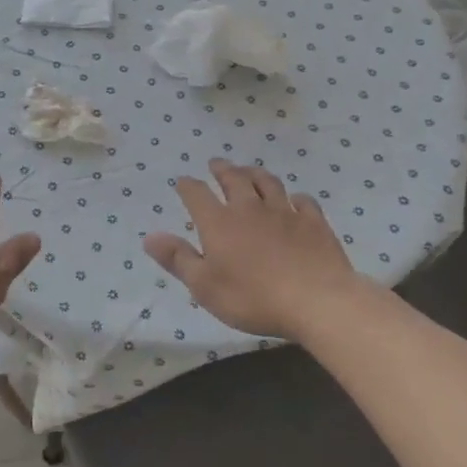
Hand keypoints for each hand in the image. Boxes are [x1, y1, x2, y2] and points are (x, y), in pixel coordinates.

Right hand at [143, 159, 372, 339]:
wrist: (317, 302)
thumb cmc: (253, 297)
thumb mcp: (204, 286)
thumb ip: (177, 259)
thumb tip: (149, 237)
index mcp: (218, 222)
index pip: (197, 194)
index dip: (187, 186)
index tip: (182, 181)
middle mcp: (249, 208)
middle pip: (234, 179)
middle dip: (222, 169)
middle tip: (216, 164)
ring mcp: (284, 212)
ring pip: (268, 183)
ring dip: (255, 174)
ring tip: (249, 170)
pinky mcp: (314, 223)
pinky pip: (304, 202)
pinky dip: (296, 198)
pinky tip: (296, 200)